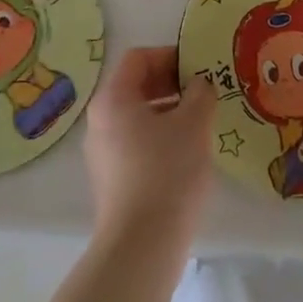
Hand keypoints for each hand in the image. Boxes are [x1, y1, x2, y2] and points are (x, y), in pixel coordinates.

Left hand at [84, 47, 216, 244]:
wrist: (142, 246)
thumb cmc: (168, 171)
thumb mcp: (194, 123)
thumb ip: (200, 93)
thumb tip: (200, 83)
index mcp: (113, 98)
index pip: (139, 58)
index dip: (170, 55)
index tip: (198, 67)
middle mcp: (99, 120)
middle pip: (135, 85)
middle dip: (171, 83)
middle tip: (203, 92)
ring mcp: (101, 152)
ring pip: (136, 116)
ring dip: (168, 111)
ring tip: (200, 122)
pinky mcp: (110, 179)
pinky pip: (135, 142)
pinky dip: (159, 136)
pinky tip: (185, 153)